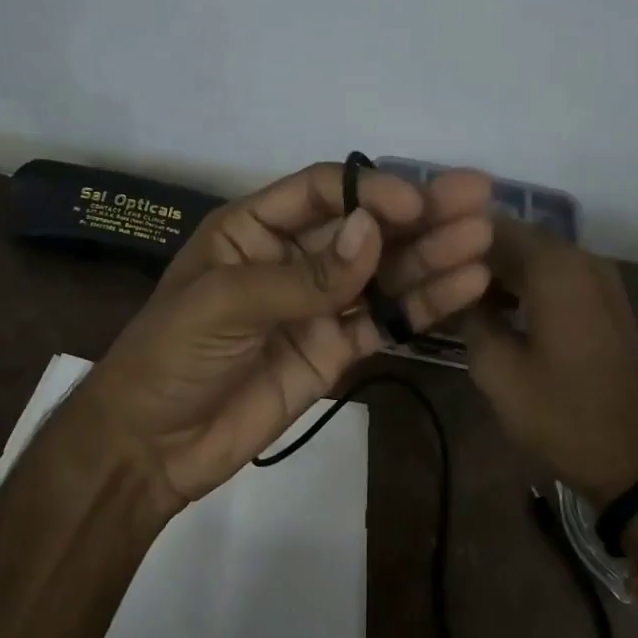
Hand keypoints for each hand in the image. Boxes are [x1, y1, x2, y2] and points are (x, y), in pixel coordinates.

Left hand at [71, 162, 494, 506]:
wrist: (153, 445)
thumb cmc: (171, 355)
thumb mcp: (225, 303)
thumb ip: (305, 275)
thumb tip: (374, 231)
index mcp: (253, 229)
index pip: (323, 192)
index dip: (370, 191)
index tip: (416, 204)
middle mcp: (292, 258)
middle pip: (364, 228)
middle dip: (419, 214)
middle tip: (479, 198)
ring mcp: (318, 305)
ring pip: (382, 273)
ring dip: (431, 256)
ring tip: (483, 241)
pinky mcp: (335, 350)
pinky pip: (383, 321)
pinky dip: (421, 305)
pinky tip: (464, 287)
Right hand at [461, 218, 637, 510]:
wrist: (637, 458)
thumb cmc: (561, 413)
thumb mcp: (497, 370)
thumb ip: (470, 317)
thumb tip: (457, 289)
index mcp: (554, 268)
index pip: (492, 227)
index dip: (455, 239)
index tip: (425, 260)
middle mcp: (581, 259)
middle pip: (516, 236)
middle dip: (476, 254)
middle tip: (438, 278)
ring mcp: (600, 278)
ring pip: (537, 255)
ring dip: (500, 269)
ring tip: (461, 295)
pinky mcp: (606, 300)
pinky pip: (557, 274)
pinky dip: (526, 283)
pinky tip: (499, 309)